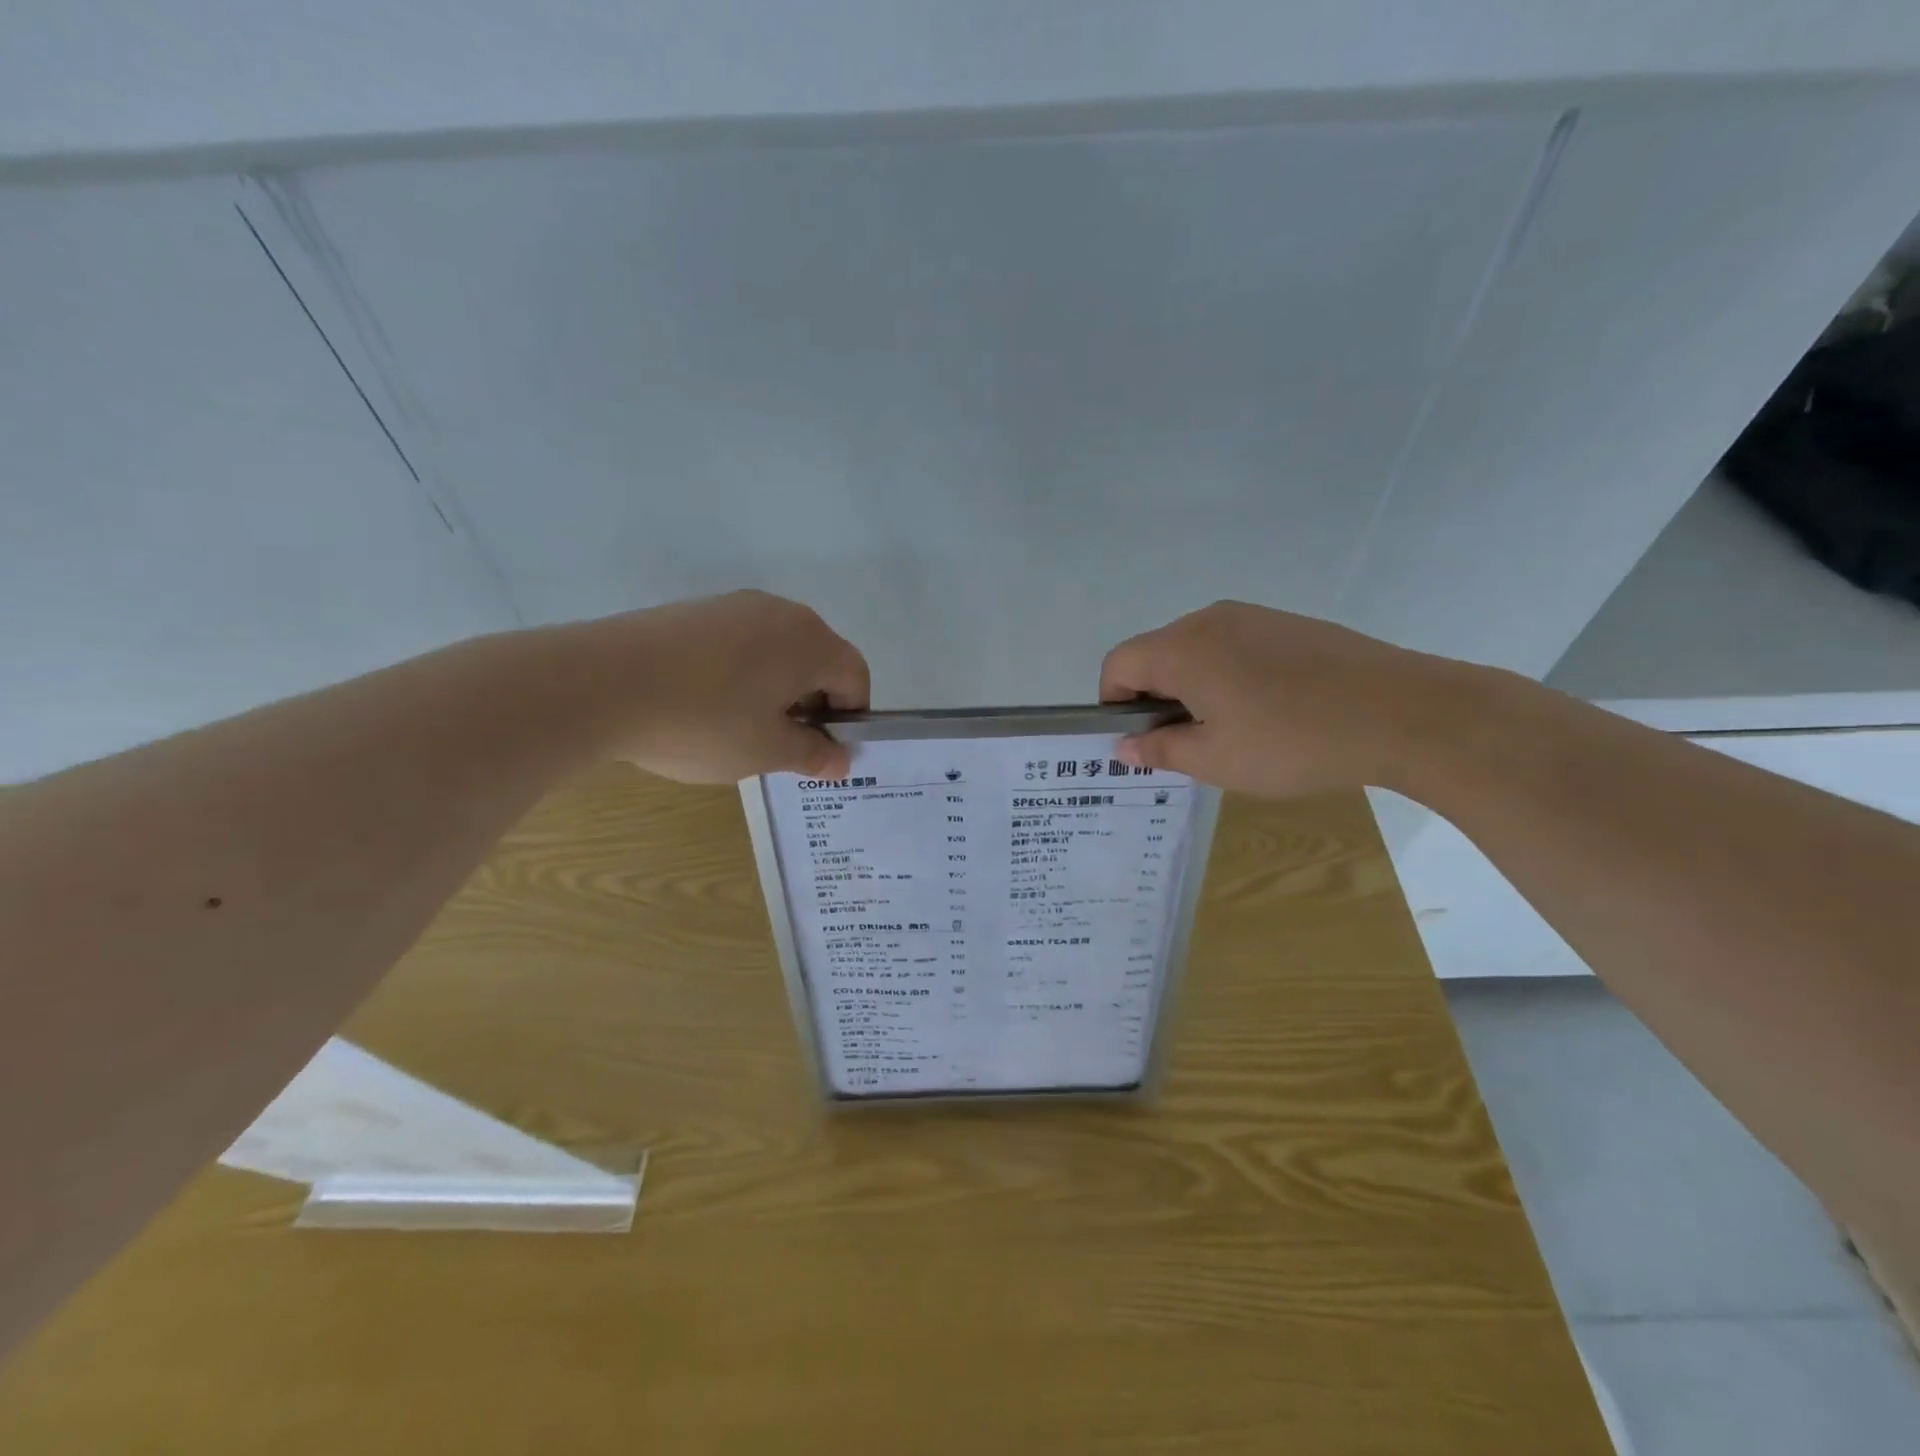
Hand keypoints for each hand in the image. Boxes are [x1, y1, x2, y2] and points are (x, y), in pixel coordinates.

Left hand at [592, 591, 869, 782]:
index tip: (822, 751)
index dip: (849, 718)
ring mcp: (734, 605)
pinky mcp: (695, 611)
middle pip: (818, 659)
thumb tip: (842, 760)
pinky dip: (741, 674)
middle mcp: (781, 612)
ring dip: (776, 689)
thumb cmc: (703, 722)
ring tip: (741, 727)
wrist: (599, 684)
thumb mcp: (766, 752)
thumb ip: (813, 755)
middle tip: (783, 744)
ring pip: (777, 651)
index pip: (855, 676)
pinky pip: (740, 643)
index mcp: (811, 641)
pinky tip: (706, 704)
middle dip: (812, 703)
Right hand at [1098, 601, 1469, 798]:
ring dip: (1192, 688)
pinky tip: (1267, 711)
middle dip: (1154, 698)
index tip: (1140, 742)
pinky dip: (1228, 676)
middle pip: (1155, 654)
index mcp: (1182, 648)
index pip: (1118, 665)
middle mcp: (1210, 619)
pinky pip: (1234, 646)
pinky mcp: (1288, 624)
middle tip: (1186, 745)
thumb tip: (1123, 747)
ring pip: (1196, 650)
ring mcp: (1253, 616)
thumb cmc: (1293, 741)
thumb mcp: (1216, 760)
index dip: (1114, 704)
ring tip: (1231, 731)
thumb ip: (1160, 750)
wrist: (1403, 711)